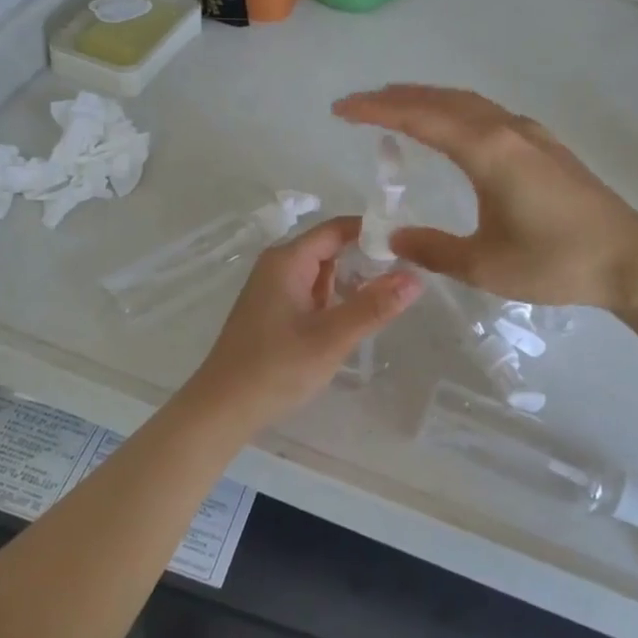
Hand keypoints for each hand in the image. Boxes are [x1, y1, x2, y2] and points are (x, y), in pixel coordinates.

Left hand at [182, 215, 423, 431]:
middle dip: (366, 259)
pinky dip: (334, 299)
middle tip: (406, 276)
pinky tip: (354, 318)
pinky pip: (311, 292)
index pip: (337, 228)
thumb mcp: (331, 338)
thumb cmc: (275, 369)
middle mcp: (278, 266)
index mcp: (287, 260)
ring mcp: (273, 288)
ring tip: (388, 298)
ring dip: (351, 282)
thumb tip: (415, 277)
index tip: (408, 246)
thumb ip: (374, 307)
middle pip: (330, 248)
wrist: (222, 408)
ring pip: (322, 272)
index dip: (372, 232)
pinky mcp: (272, 310)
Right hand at [333, 85, 637, 313]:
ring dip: (427, 99)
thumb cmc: (557, 262)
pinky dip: (455, 110)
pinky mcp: (544, 145)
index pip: (420, 118)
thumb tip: (393, 237)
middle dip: (396, 97)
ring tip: (394, 106)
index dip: (377, 110)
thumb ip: (433, 249)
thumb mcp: (485, 265)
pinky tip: (451, 127)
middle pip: (442, 100)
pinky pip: (487, 113)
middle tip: (358, 104)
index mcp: (488, 151)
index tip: (341, 109)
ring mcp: (529, 134)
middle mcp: (507, 130)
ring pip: (467, 102)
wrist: (631, 259)